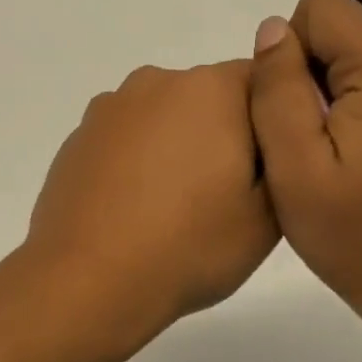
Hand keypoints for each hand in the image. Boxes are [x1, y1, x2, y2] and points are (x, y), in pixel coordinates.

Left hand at [25, 61, 278, 348]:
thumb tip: (272, 135)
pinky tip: (134, 209)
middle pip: (209, 97)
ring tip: (175, 207)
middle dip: (223, 133)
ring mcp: (109, 108)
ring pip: (163, 118)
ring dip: (176, 146)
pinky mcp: (78, 138)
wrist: (89, 279)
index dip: (274, 122)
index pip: (263, 82)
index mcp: (211, 89)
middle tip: (227, 195)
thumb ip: (283, 159)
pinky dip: (136, 162)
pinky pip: (124, 139)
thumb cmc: (190, 245)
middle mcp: (157, 82)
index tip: (270, 167)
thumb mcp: (269, 214)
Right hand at [248, 0, 361, 361]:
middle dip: (318, 79)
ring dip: (347, 98)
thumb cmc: (359, 238)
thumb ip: (277, 89)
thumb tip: (274, 28)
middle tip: (319, 150)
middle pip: (347, 34)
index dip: (292, 54)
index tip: (298, 115)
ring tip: (349, 162)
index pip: (321, 8)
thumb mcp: (295, 168)